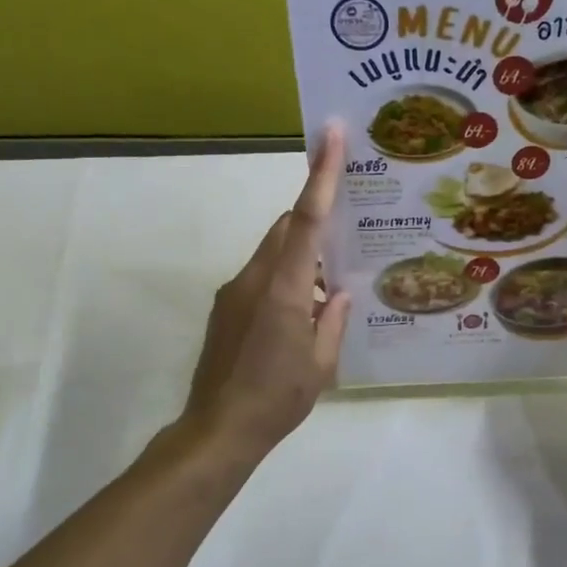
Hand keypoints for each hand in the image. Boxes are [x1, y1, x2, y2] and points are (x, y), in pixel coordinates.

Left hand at [179, 126, 351, 458]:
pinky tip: (303, 313)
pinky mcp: (225, 308)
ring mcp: (234, 292)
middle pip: (285, 228)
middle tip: (349, 225)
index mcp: (284, 288)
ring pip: (273, 253)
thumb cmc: (277, 398)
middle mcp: (254, 279)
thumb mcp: (322, 364)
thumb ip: (334, 319)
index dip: (321, 175)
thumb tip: (339, 291)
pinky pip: (261, 276)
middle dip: (313, 219)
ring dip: (301, 258)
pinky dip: (285, 279)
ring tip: (330, 286)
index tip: (331, 135)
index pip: (306, 220)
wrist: (217, 430)